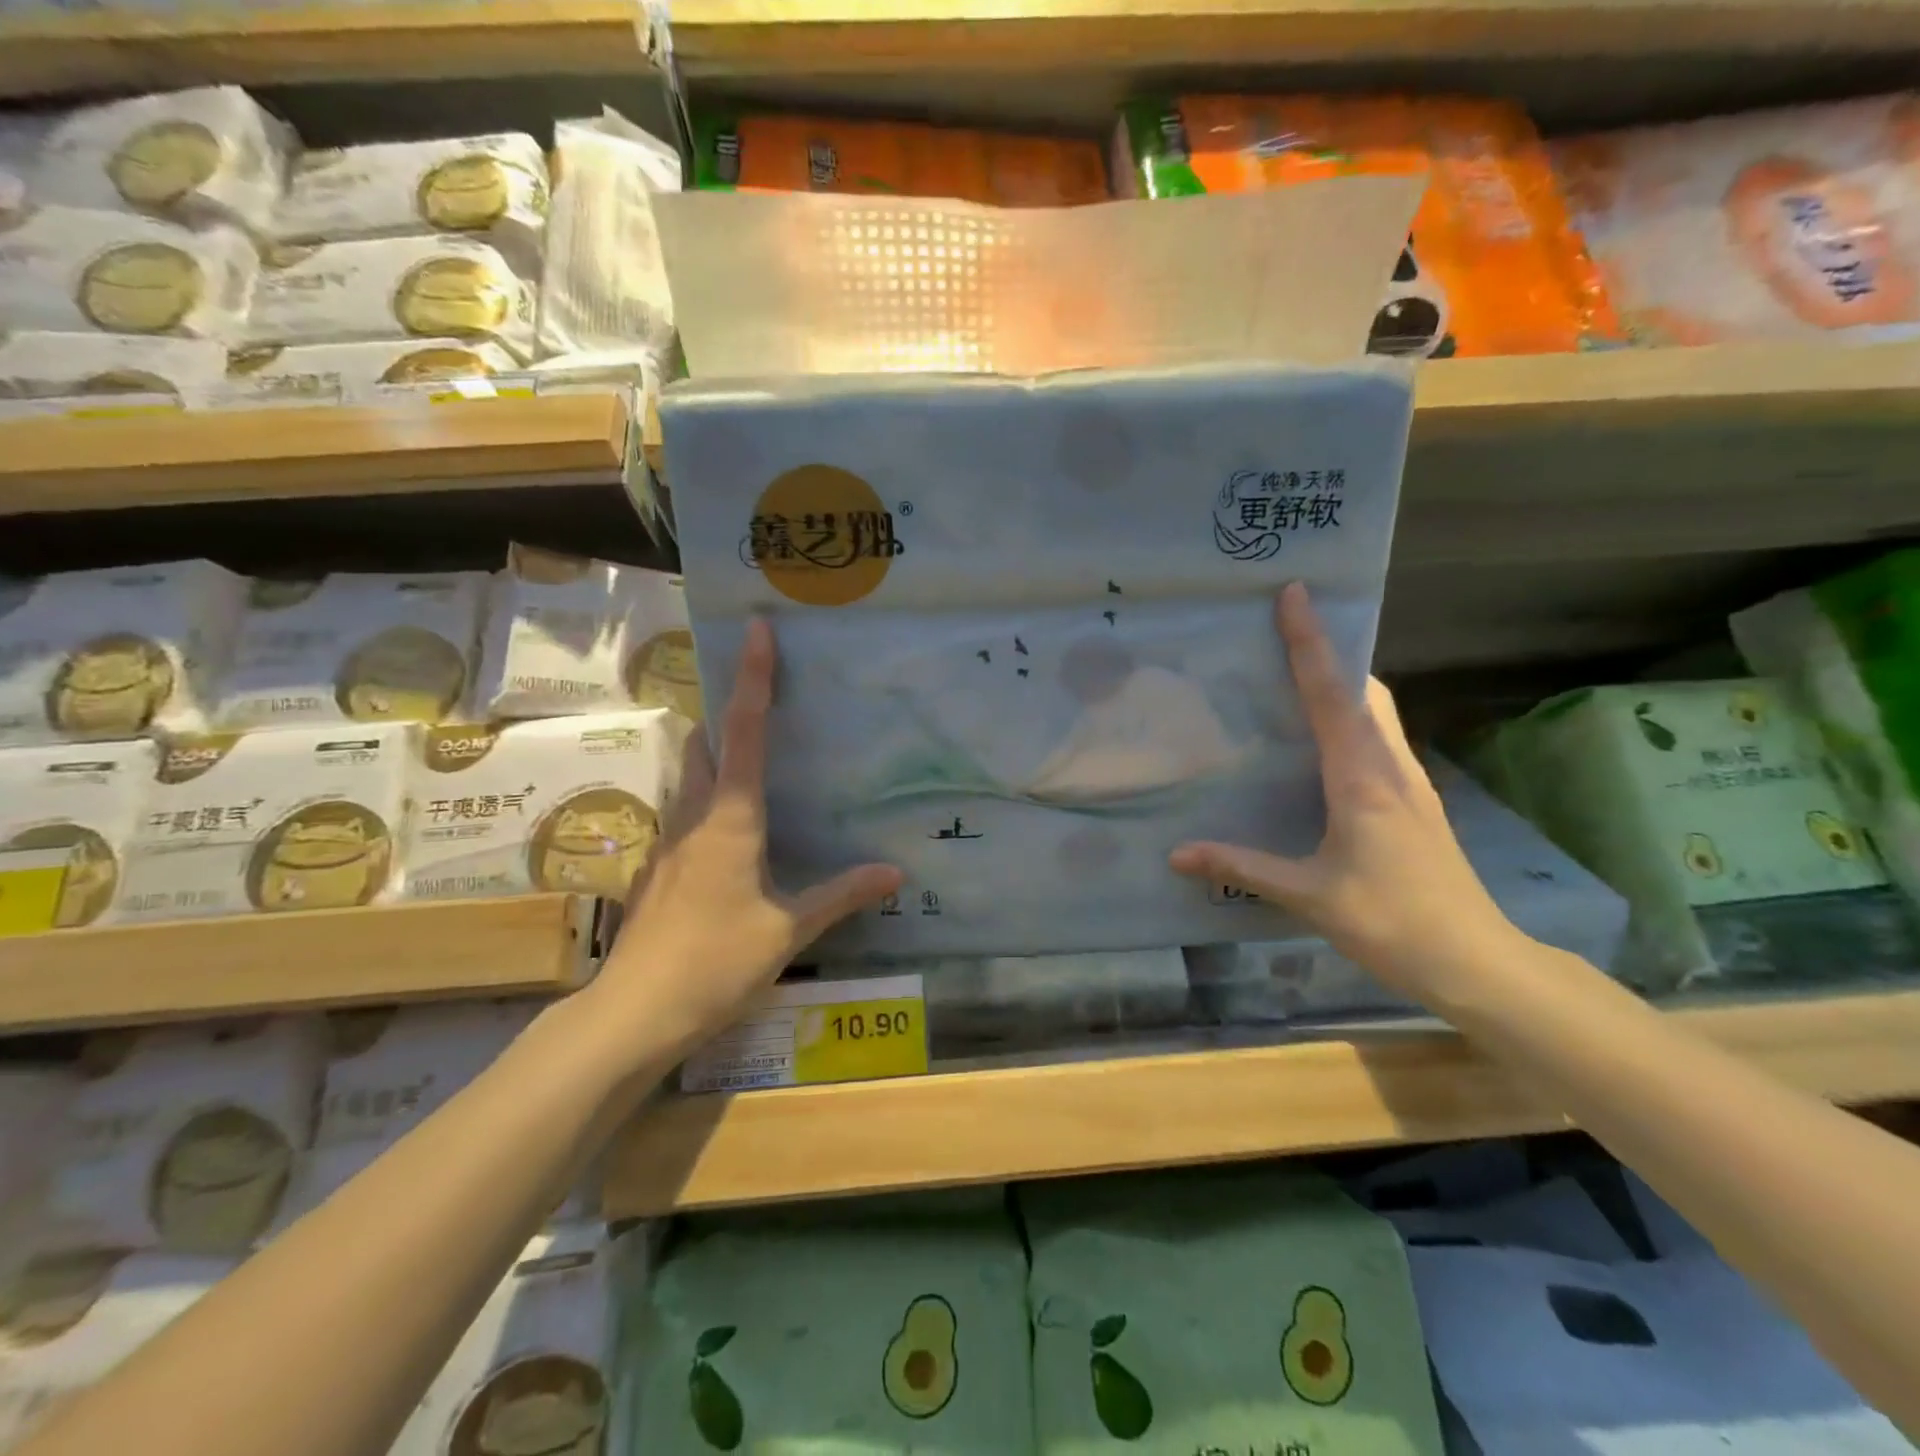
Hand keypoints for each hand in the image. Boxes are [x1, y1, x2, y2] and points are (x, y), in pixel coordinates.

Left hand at [591, 617, 901, 1053]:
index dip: (753, 678)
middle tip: (759, 696)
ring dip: (712, 753)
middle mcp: (694, 816)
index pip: (745, 731)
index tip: (755, 630)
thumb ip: (842, 895)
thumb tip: (895, 873)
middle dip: (727, 711)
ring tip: (747, 756)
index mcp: (732, 818)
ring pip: (688, 776)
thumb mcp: (790, 930)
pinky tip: (727, 832)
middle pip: (704, 742)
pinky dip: (705, 800)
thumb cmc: (717, 961)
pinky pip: (682, 814)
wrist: (635, 1012)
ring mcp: (668, 842)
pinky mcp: (656, 870)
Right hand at [1169, 582, 1521, 1000]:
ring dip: (1343, 682)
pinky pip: (1378, 739)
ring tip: (1297, 675)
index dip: (1311, 641)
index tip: (1295, 593)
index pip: (1331, 694)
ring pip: (1376, 711)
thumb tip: (1176, 854)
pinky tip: (1322, 741)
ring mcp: (1408, 783)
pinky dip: (1350, 717)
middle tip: (1287, 631)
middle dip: (1331, 651)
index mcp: (1362, 777)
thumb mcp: (1308, 894)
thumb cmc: (1390, 920)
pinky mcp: (1412, 802)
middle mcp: (1390, 766)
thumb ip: (1241, 867)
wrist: (1473, 960)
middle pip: (1364, 689)